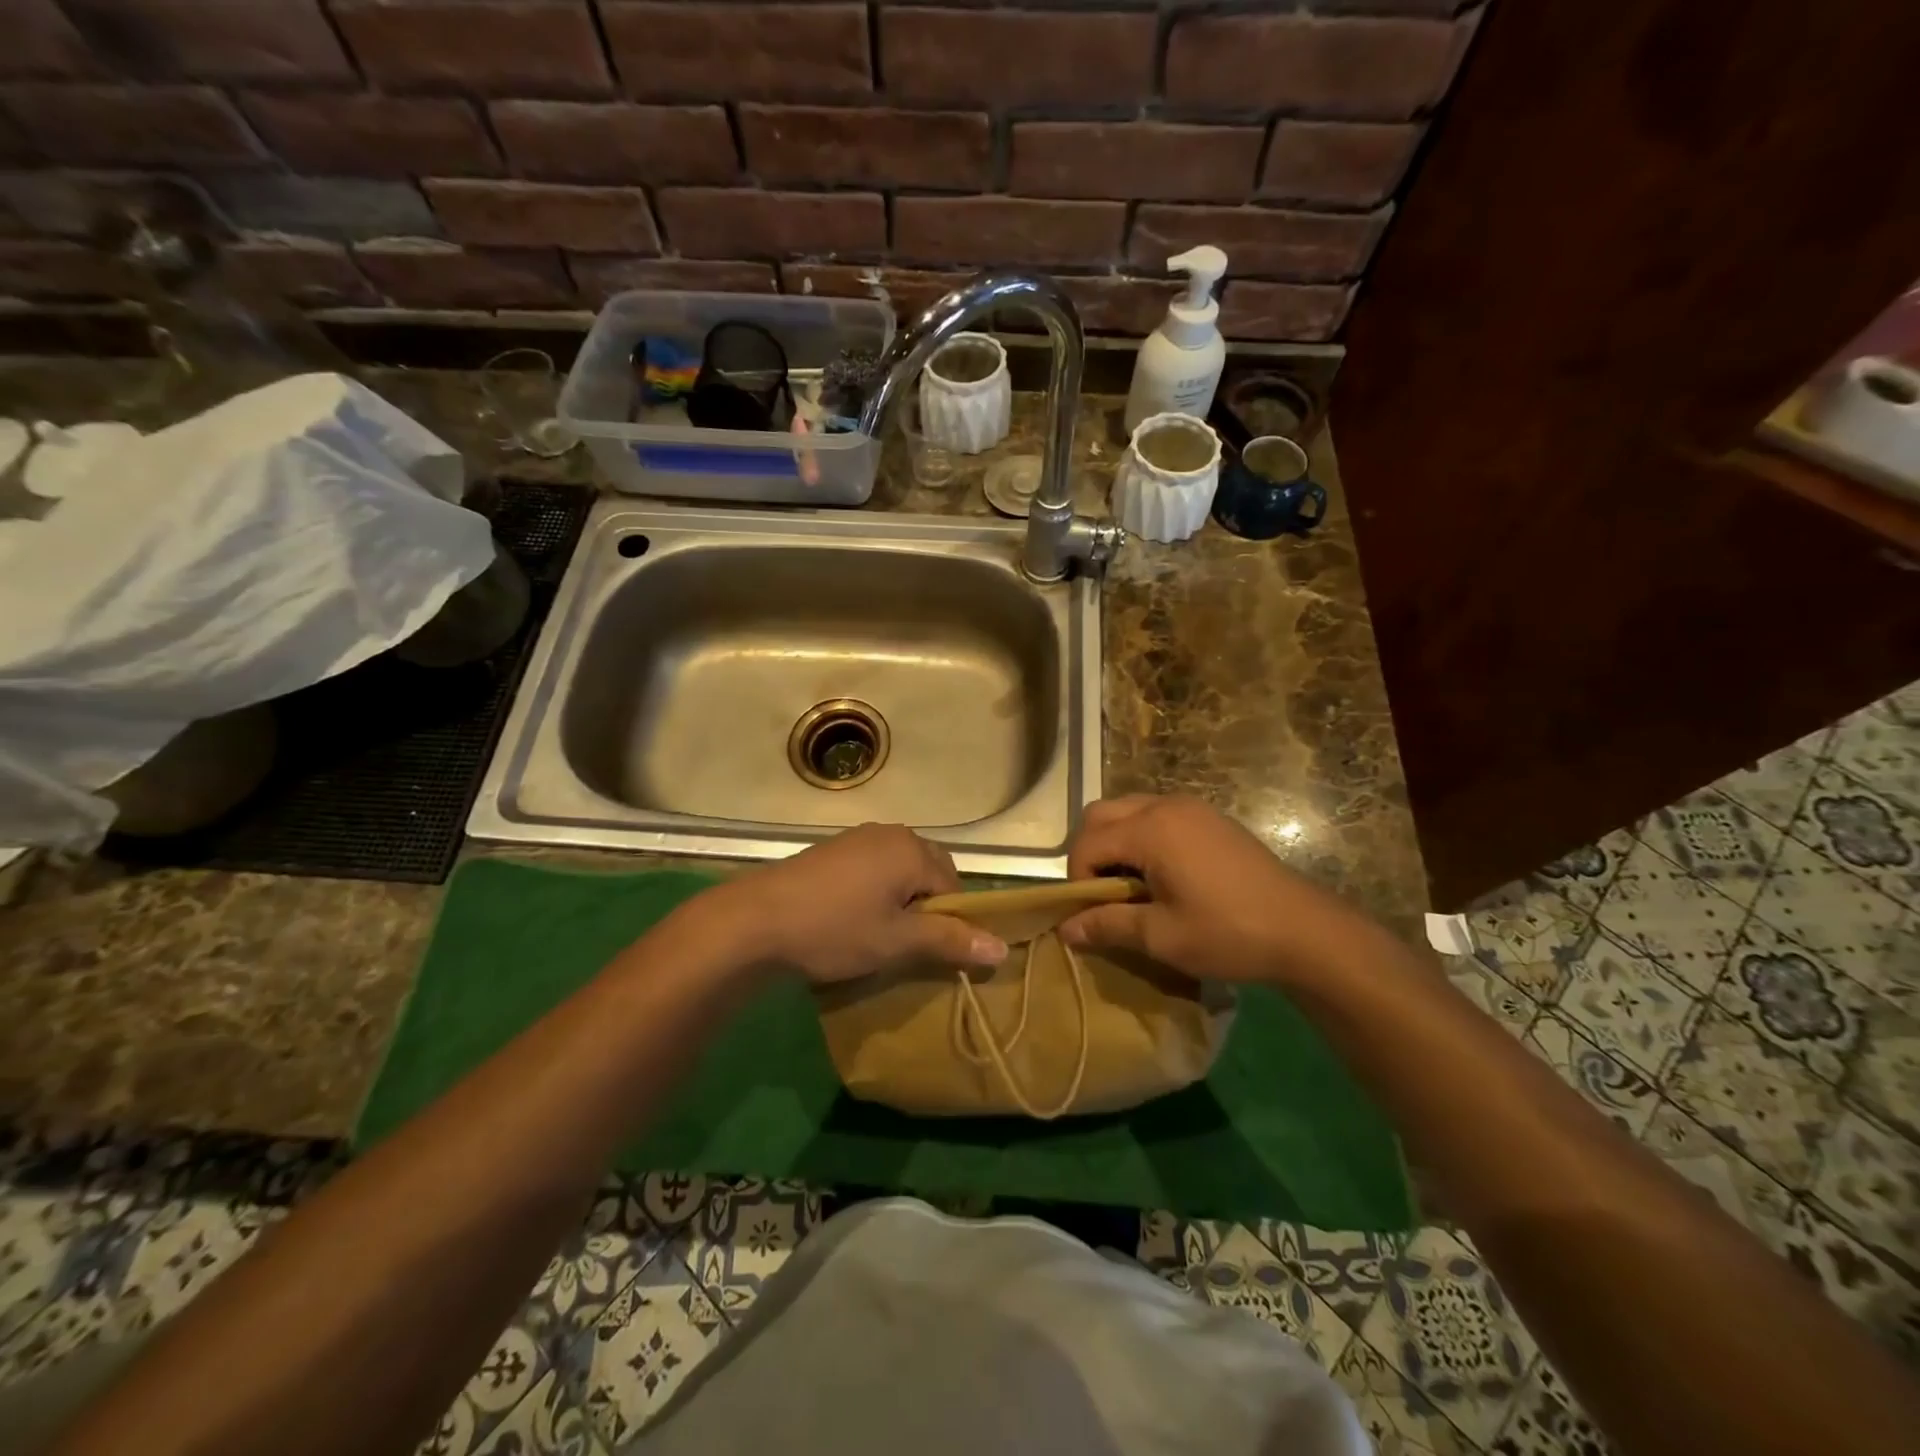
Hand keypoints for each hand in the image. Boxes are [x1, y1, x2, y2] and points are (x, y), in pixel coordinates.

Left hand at [712, 823, 1007, 984]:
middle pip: (929, 873)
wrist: (755, 919)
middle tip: (903, 945)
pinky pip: (873, 867)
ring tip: (877, 934)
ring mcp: (859, 837)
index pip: (954, 888)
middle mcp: (891, 833)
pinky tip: (851, 917)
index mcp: (912, 849)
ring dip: (899, 900)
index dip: (947, 923)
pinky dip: (874, 891)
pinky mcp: (833, 848)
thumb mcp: (896, 942)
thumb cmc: (835, 929)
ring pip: (899, 871)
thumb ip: (949, 941)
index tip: (926, 953)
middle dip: (925, 908)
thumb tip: (1002, 949)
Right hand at [1058, 795, 1375, 985]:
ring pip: (1128, 810)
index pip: (1087, 843)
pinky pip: (1157, 814)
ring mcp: (1191, 808)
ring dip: (1117, 842)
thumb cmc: (1228, 934)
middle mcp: (1165, 806)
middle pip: (1101, 815)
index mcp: (1150, 830)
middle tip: (1106, 894)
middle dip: (1091, 852)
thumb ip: (1107, 925)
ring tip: (1133, 886)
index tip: (1092, 915)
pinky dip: (1143, 837)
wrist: (1305, 931)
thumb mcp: (1161, 936)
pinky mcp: (1210, 818)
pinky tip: (1163, 875)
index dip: (1078, 879)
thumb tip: (1064, 930)